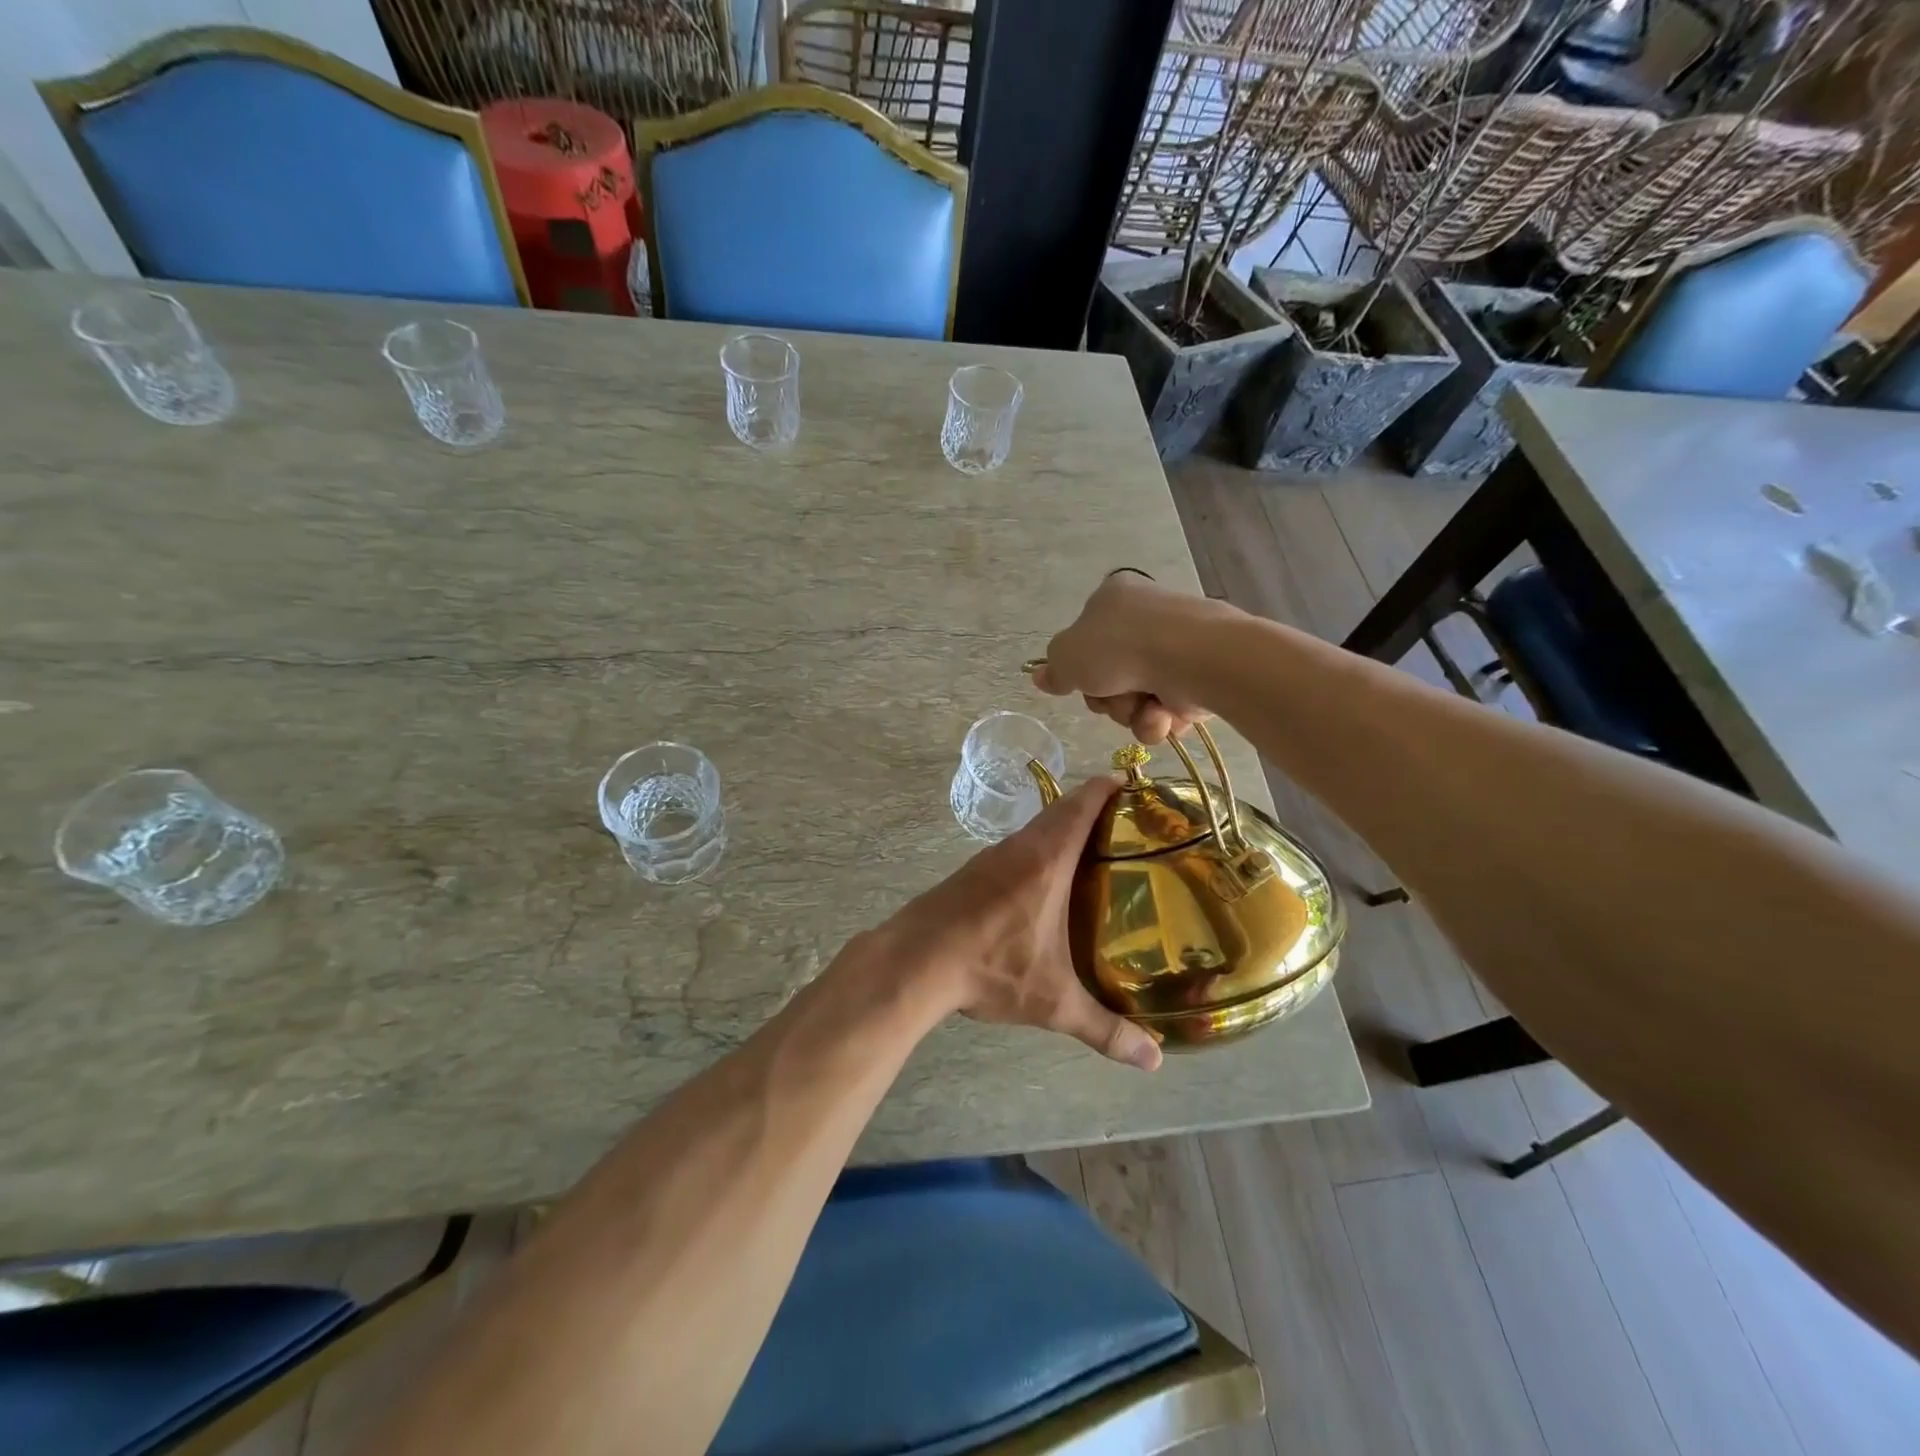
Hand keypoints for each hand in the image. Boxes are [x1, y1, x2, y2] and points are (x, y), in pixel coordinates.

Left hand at [882, 777, 1161, 1070]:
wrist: (914, 961)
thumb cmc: (989, 967)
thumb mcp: (1053, 1001)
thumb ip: (1106, 1029)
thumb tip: (1154, 1060)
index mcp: (1047, 858)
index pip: (1083, 803)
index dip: (1111, 788)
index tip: (1138, 788)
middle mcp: (1020, 846)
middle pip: (1063, 811)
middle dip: (1097, 811)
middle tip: (1133, 830)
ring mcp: (991, 856)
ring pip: (1037, 830)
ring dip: (1065, 832)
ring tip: (1098, 857)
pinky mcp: (972, 871)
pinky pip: (1017, 848)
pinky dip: (1040, 851)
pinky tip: (1048, 885)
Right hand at [1032, 573, 1214, 743]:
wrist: (1190, 657)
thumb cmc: (1120, 647)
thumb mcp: (1067, 656)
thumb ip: (1054, 669)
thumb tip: (1042, 677)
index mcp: (1114, 597)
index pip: (1087, 636)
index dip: (1081, 667)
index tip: (1080, 683)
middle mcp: (1147, 617)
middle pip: (1110, 674)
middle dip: (1108, 698)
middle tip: (1112, 697)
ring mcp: (1177, 646)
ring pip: (1137, 697)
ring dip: (1132, 713)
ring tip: (1145, 709)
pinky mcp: (1201, 674)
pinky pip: (1168, 709)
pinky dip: (1161, 719)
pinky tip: (1164, 717)